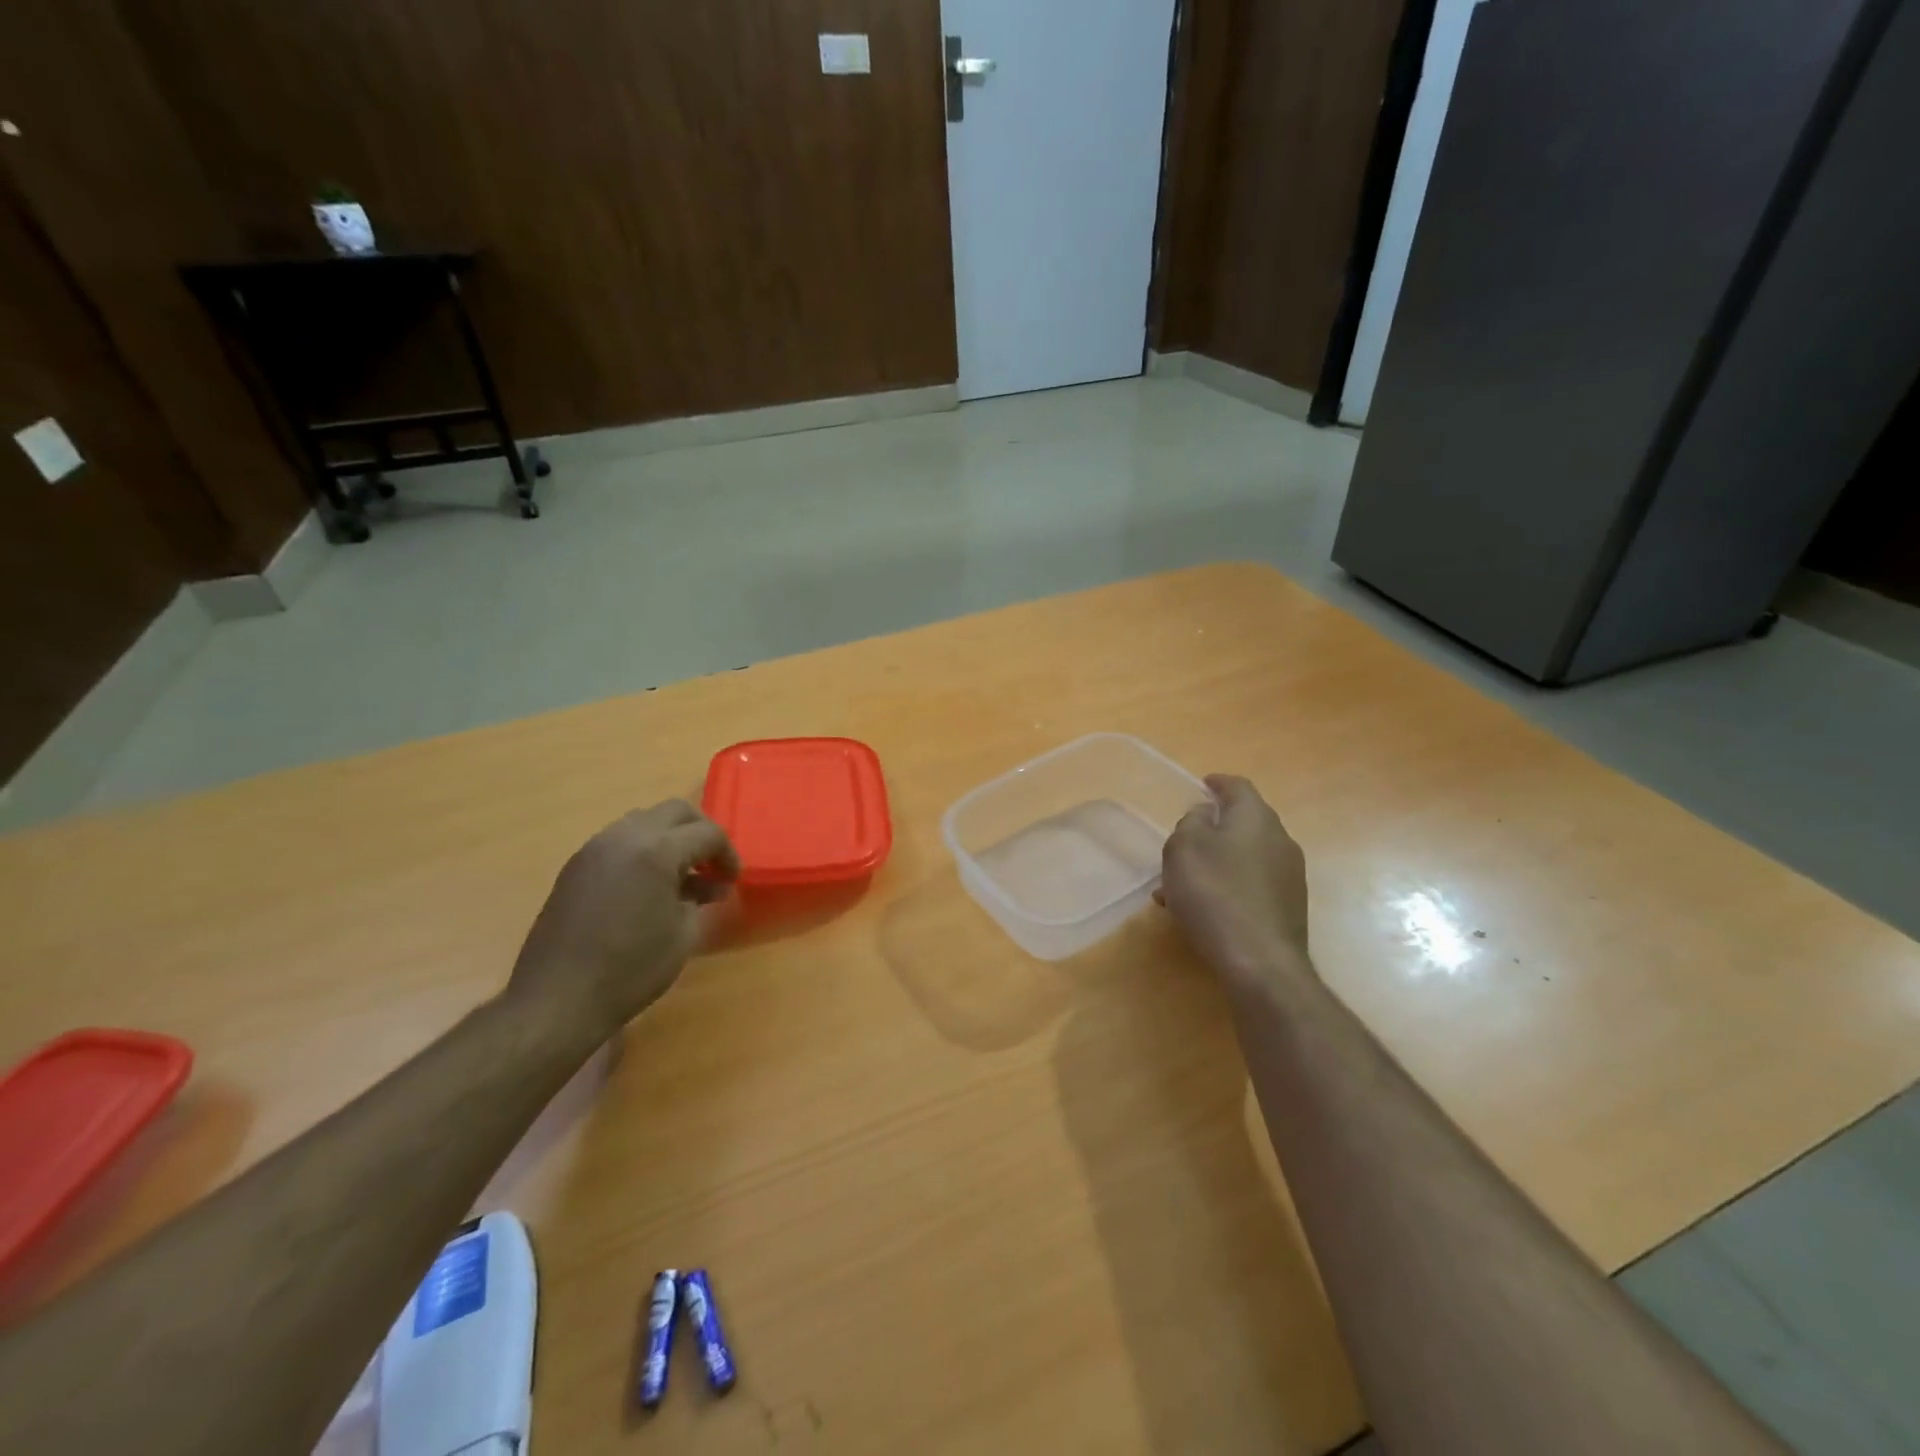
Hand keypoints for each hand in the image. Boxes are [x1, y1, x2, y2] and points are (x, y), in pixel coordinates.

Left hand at [505, 801, 740, 1039]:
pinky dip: (643, 851)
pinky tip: (649, 886)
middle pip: (675, 812)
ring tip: (681, 877)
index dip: (728, 854)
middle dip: (700, 833)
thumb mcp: (683, 934)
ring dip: (670, 840)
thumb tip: (710, 887)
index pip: (707, 833)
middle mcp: (624, 837)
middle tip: (712, 866)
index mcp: (656, 850)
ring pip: (644, 821)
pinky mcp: (576, 866)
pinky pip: (620, 841)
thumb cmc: (631, 969)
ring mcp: (595, 849)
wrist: (557, 1000)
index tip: (732, 880)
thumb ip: (700, 899)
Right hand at [1161, 774, 1313, 991]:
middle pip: (1244, 823)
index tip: (1202, 785)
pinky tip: (1201, 909)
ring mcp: (1289, 876)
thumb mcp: (1184, 848)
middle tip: (1183, 840)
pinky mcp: (1287, 908)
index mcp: (1256, 817)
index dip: (1218, 783)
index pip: (1238, 787)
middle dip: (1213, 828)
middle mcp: (1280, 840)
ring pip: (1244, 857)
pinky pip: (1250, 885)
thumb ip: (1193, 822)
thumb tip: (1207, 815)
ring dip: (1215, 863)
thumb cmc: (1214, 893)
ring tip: (1180, 884)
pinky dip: (1226, 887)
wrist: (1260, 961)